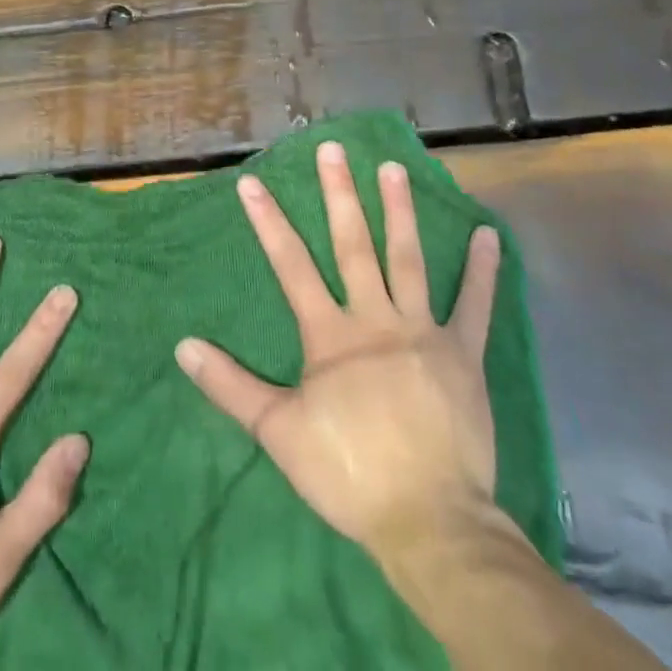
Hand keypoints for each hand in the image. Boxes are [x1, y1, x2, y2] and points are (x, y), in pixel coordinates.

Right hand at [174, 142, 506, 561]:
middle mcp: (375, 318)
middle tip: (334, 149)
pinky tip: (488, 234)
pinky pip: (475, 306)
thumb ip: (230, 385)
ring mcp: (423, 331)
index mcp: (330, 334)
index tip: (252, 183)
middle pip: (353, 245)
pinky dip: (482, 271)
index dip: (269, 222)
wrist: (429, 522)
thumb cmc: (348, 473)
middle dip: (340, 194)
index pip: (291, 265)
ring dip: (400, 211)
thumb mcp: (278, 431)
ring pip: (408, 259)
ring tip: (394, 168)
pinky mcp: (463, 354)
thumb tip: (183, 345)